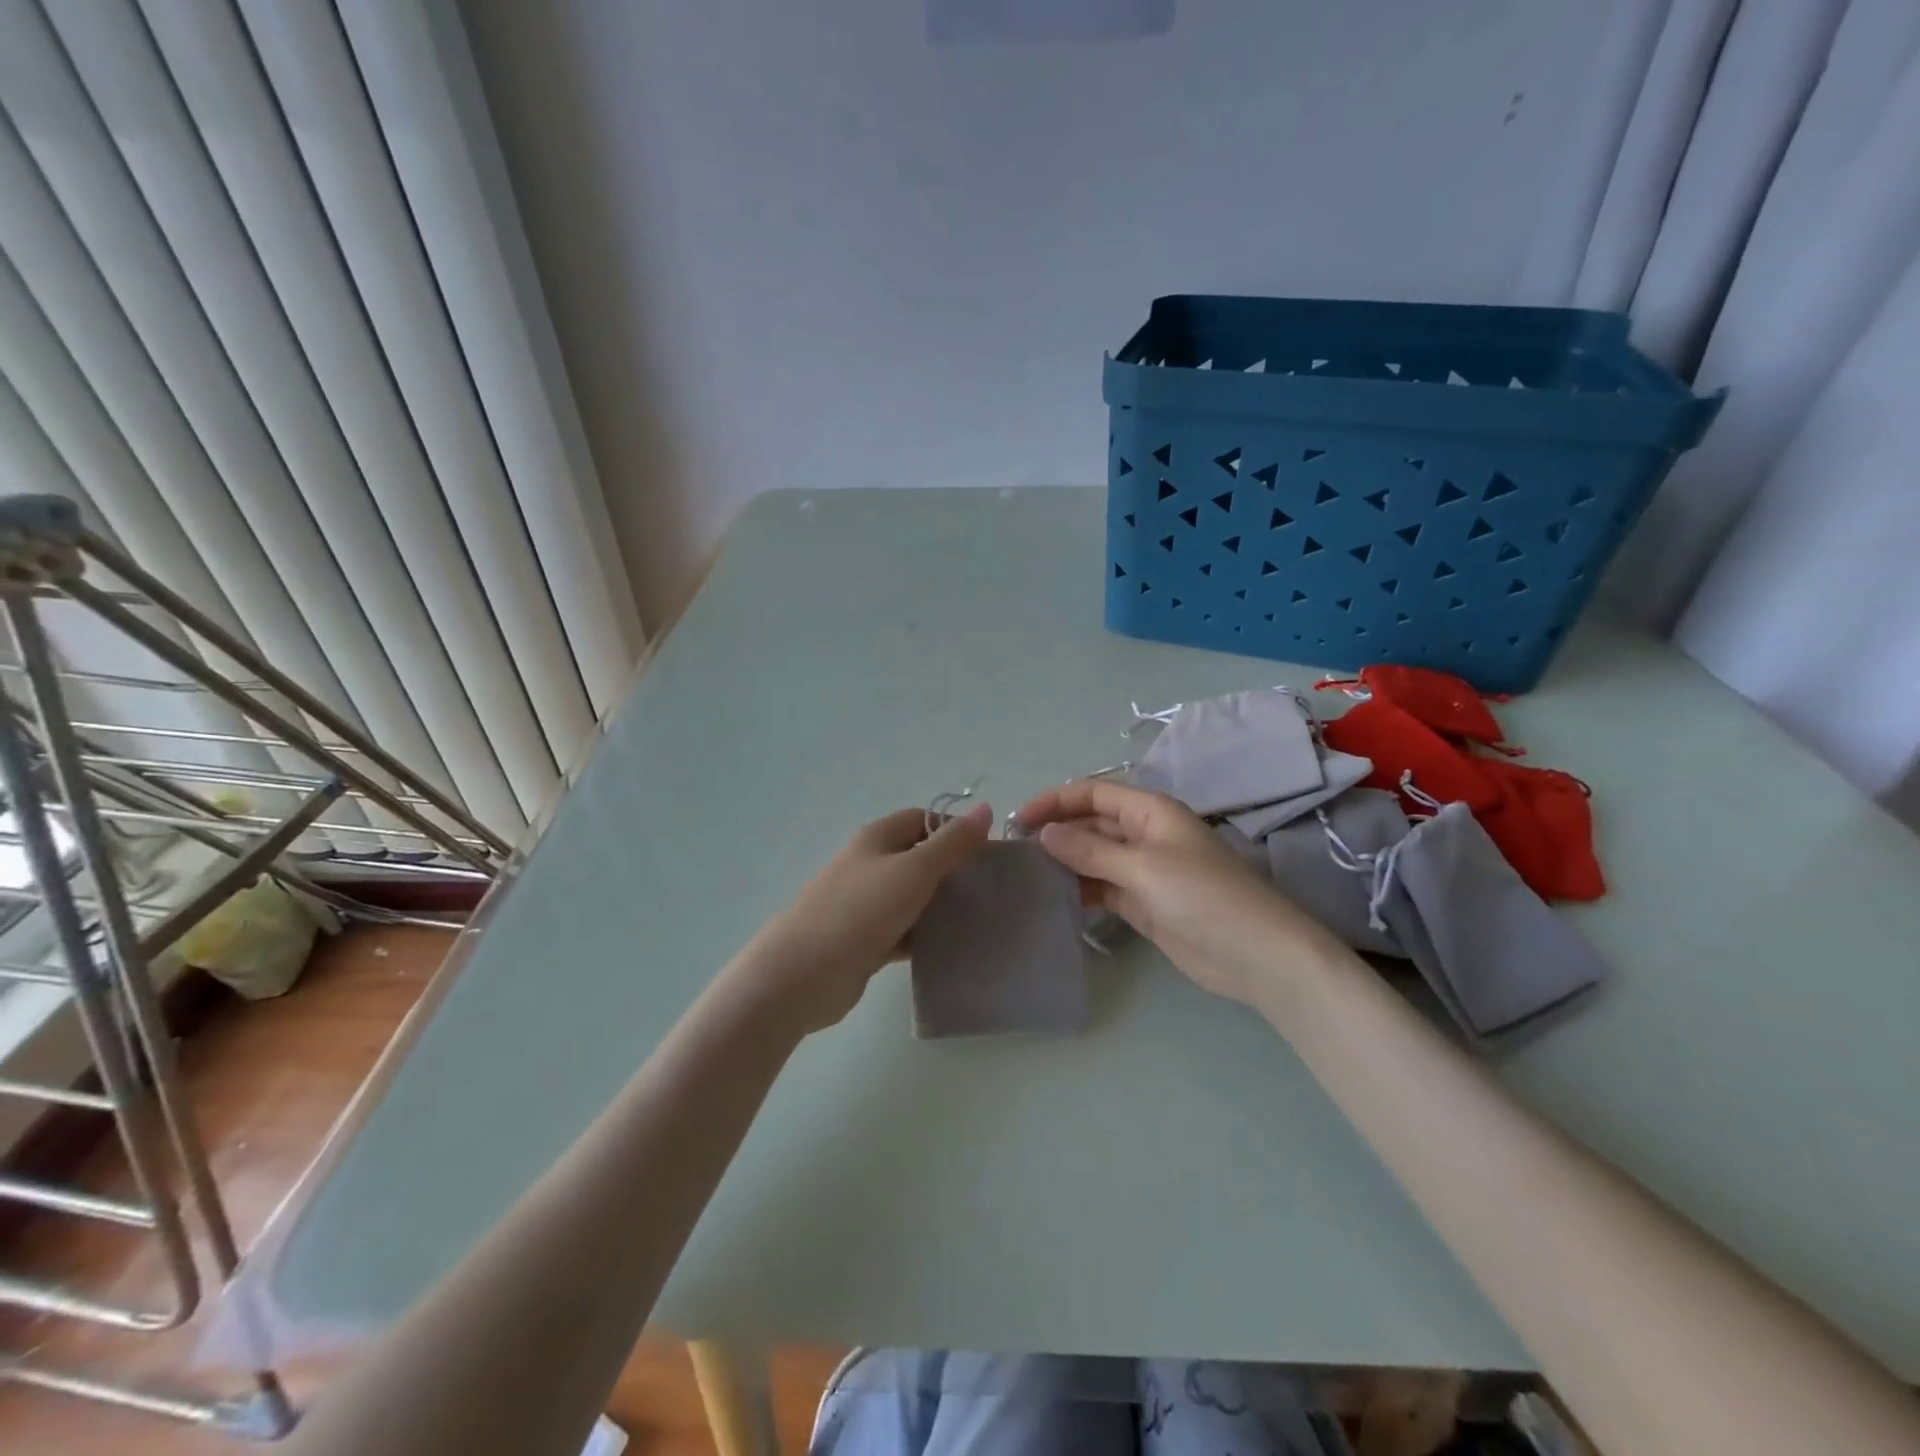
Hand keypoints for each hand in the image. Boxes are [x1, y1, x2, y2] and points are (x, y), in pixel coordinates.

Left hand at [743, 804, 992, 1032]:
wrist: (804, 973)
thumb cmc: (861, 910)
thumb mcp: (914, 870)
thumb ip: (952, 843)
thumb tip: (984, 808)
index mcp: (877, 838)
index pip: (922, 819)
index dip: (955, 830)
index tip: (989, 853)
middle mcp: (870, 865)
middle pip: (919, 858)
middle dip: (953, 870)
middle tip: (991, 888)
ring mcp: (866, 905)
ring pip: (913, 897)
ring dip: (942, 906)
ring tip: (982, 918)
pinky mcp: (866, 940)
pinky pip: (905, 931)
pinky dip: (926, 937)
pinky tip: (953, 948)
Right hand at [1016, 780, 1348, 1009]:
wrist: (1256, 955)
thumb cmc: (1204, 897)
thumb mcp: (1144, 867)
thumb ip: (1091, 850)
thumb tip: (1044, 833)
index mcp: (1149, 812)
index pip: (1092, 794)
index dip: (1054, 801)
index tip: (1018, 821)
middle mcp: (1144, 835)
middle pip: (1090, 825)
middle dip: (1055, 833)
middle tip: (1013, 853)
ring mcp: (1143, 871)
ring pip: (1093, 858)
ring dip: (1064, 863)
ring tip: (1024, 877)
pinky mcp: (1143, 903)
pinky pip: (1102, 888)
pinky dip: (1079, 891)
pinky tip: (1052, 900)